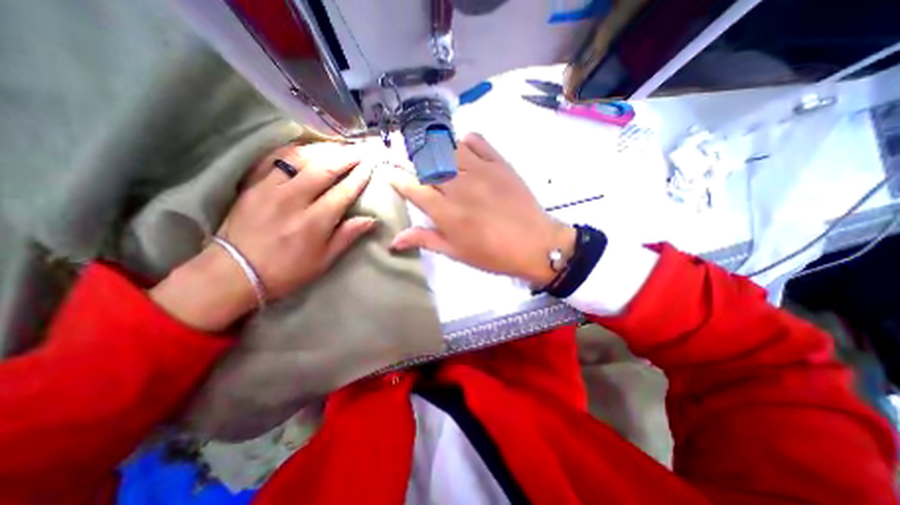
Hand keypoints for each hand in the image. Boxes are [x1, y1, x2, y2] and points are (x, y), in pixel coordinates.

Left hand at [148, 143, 374, 330]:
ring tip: (338, 146)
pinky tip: (305, 147)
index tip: (370, 166)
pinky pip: (274, 159)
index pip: (343, 192)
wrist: (235, 272)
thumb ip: (347, 236)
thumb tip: (370, 219)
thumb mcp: (324, 260)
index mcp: (315, 222)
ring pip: (300, 159)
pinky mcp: (253, 185)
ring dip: (323, 150)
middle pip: (324, 169)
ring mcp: (270, 189)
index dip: (359, 177)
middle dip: (345, 157)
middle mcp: (294, 200)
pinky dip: (292, 150)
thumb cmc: (287, 270)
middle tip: (360, 150)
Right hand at [388, 133, 571, 285]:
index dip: (397, 179)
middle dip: (413, 160)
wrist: (535, 244)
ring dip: (436, 149)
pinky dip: (464, 141)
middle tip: (413, 166)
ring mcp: (480, 171)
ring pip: (447, 146)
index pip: (412, 188)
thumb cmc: (493, 254)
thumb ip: (424, 240)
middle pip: (426, 162)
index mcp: (445, 212)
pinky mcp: (499, 163)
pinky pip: (476, 140)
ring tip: (437, 158)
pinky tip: (463, 153)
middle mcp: (458, 186)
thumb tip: (394, 240)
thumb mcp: (456, 252)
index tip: (390, 175)